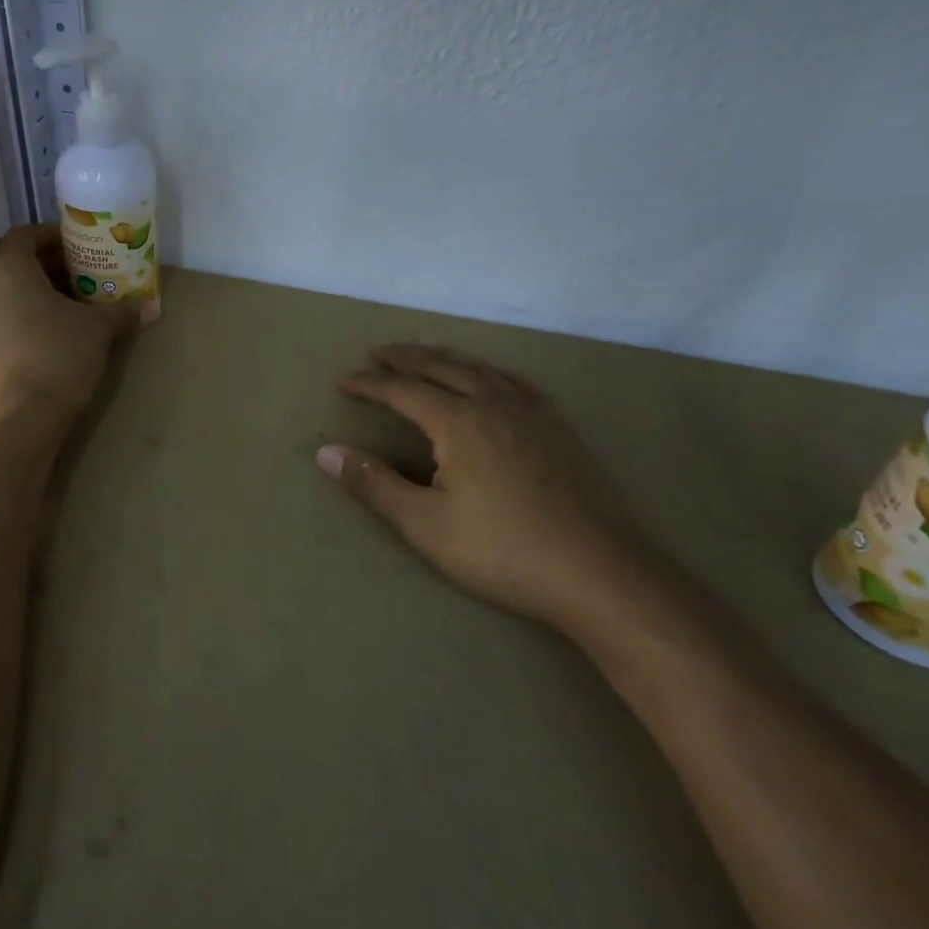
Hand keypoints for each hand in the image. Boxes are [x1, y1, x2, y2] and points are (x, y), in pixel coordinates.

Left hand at [0, 225, 144, 434]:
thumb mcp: (96, 330)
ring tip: (78, 308)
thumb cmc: (56, 356)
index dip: (56, 236)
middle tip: (89, 277)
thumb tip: (151, 308)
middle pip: (17, 264)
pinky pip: (2, 320)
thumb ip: (121, 313)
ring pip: (9, 294)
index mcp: (6, 267)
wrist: (16, 422)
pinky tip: (57, 336)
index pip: (27, 234)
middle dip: (54, 268)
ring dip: (41, 295)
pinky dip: (27, 318)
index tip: (83, 247)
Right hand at [316, 343, 665, 638]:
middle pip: (441, 367)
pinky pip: (520, 384)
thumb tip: (326, 452)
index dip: (369, 384)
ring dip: (446, 357)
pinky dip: (493, 371)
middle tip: (377, 351)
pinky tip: (493, 377)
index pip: (402, 391)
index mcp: (459, 423)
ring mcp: (533, 415)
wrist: (602, 576)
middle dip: (405, 358)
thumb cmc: (503, 552)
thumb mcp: (425, 525)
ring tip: (425, 351)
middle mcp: (494, 405)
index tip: (343, 382)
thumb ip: (374, 484)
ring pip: (481, 369)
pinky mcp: (561, 432)